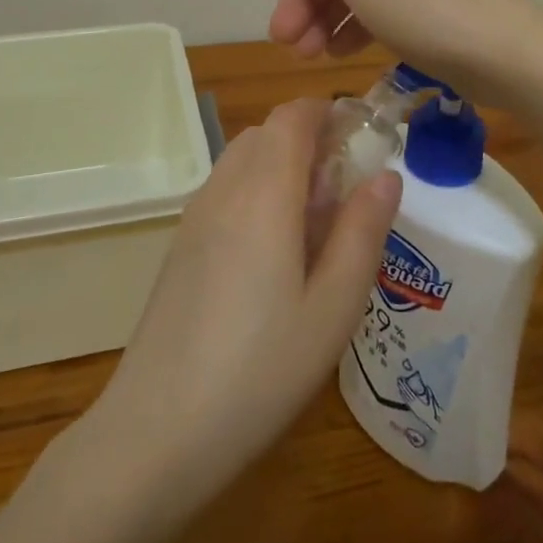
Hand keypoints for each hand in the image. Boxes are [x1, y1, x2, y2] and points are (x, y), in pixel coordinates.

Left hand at [85, 98, 401, 508]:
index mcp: (264, 193)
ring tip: (314, 224)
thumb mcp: (333, 307)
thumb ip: (362, 232)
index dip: (328, 112)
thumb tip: (386, 174)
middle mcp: (224, 189)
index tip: (362, 137)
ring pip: (243, 159)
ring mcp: (195, 216)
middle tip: (345, 190)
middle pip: (267, 132)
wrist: (156, 430)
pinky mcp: (180, 245)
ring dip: (281, 166)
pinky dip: (256, 191)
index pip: (292, 117)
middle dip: (310, 140)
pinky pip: (225, 190)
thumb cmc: (261, 370)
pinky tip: (272, 254)